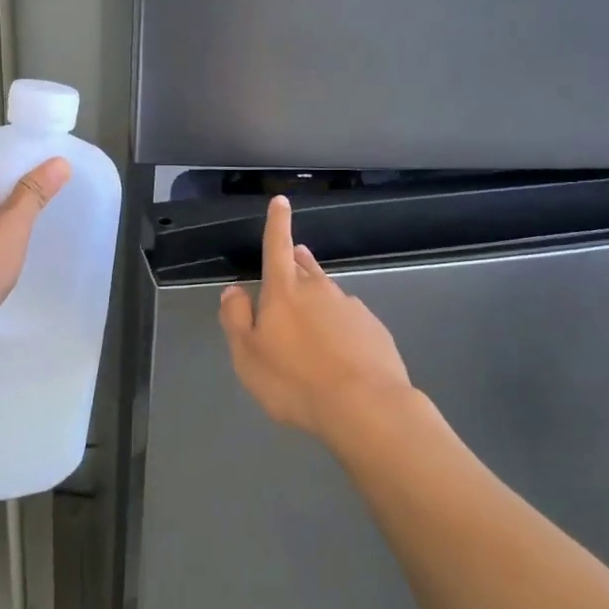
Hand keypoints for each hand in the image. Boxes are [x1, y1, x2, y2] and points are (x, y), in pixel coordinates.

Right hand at [219, 196, 415, 442]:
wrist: (366, 407)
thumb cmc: (295, 381)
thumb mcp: (247, 355)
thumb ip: (235, 318)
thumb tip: (234, 290)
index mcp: (284, 290)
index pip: (277, 245)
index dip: (277, 222)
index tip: (281, 200)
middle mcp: (319, 289)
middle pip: (304, 266)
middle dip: (295, 259)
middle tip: (290, 260)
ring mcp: (351, 307)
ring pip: (327, 292)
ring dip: (316, 295)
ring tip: (310, 317)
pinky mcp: (374, 330)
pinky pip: (350, 319)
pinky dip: (339, 325)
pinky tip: (339, 350)